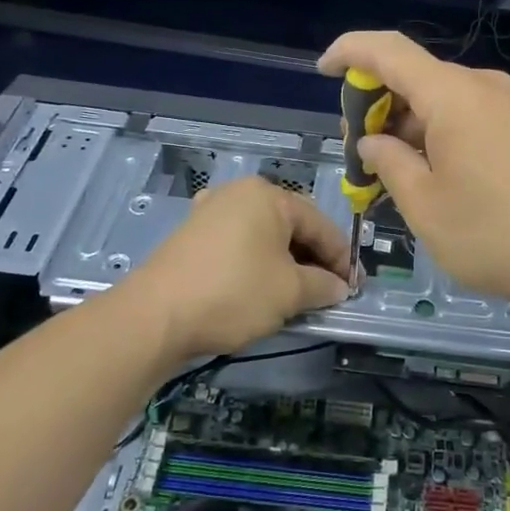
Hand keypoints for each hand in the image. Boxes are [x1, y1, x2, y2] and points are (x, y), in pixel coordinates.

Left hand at [120, 176, 349, 362]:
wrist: (154, 317)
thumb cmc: (234, 293)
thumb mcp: (289, 292)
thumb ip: (323, 285)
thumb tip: (339, 288)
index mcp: (268, 195)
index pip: (320, 223)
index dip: (341, 258)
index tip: (354, 287)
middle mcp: (239, 193)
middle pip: (292, 225)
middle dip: (313, 259)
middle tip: (329, 291)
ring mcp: (211, 211)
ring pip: (265, 236)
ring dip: (286, 263)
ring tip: (298, 294)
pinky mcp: (192, 235)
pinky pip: (239, 244)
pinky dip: (257, 264)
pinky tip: (261, 288)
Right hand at [318, 31, 509, 315]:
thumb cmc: (495, 235)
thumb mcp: (425, 206)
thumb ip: (388, 162)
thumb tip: (373, 141)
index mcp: (454, 95)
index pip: (388, 50)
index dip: (350, 53)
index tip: (324, 71)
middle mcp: (485, 86)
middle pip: (416, 77)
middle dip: (378, 105)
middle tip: (360, 153)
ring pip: (444, 99)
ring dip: (410, 124)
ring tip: (395, 173)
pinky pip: (471, 114)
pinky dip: (441, 132)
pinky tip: (436, 173)